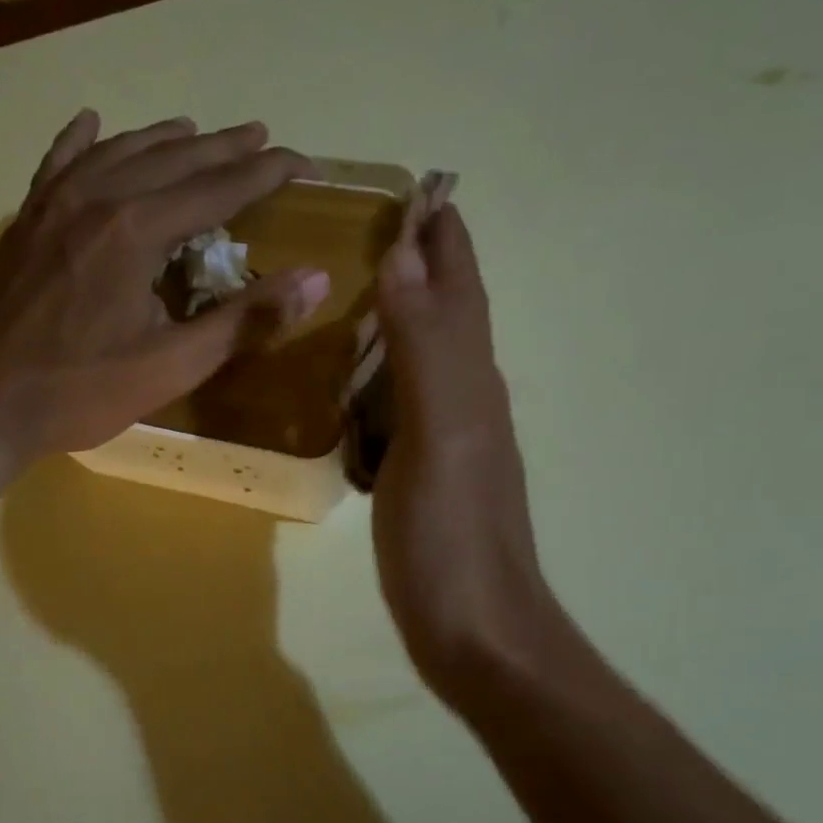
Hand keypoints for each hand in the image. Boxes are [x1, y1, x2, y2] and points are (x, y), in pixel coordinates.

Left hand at [0, 110, 329, 482]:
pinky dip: (79, 142)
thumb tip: (316, 279)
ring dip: (162, 139)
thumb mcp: (172, 365)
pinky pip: (57, 166)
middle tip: (261, 137)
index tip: (304, 164)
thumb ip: (245, 320)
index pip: (218, 188)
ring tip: (194, 129)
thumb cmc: (80, 391)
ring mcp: (51, 206)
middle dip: (222, 148)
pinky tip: (92, 123)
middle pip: (172, 160)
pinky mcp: (23, 224)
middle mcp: (95, 199)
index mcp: (136, 230)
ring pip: (117, 154)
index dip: (266, 174)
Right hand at [371, 203, 567, 710]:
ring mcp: (444, 441)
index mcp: (471, 380)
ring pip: (420, 360)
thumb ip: (424, 346)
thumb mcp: (440, 432)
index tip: (418, 188)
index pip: (461, 289)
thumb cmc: (454, 536)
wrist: (477, 634)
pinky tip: (346, 384)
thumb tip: (406, 253)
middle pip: (445, 315)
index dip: (445, 237)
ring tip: (348, 293)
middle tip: (369, 230)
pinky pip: (396, 407)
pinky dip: (373, 380)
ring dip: (395, 320)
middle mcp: (465, 399)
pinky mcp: (422, 476)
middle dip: (419, 266)